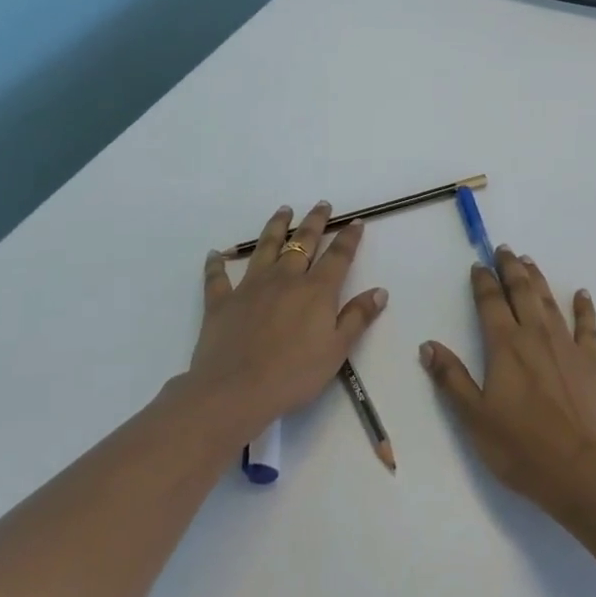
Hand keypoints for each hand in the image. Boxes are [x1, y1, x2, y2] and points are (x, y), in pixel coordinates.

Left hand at [186, 202, 388, 442]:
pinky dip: (216, 263)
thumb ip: (357, 318)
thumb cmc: (293, 374)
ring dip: (275, 226)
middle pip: (302, 242)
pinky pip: (217, 277)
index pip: (338, 256)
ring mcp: (250, 287)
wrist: (234, 392)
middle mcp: (284, 279)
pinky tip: (215, 253)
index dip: (348, 238)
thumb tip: (380, 291)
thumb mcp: (336, 350)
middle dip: (315, 222)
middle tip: (322, 204)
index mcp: (316, 290)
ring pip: (265, 247)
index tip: (355, 222)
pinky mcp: (221, 302)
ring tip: (284, 210)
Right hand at [419, 247, 595, 515]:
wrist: (583, 469)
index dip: (482, 281)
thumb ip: (452, 379)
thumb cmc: (521, 448)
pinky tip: (582, 294)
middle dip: (510, 268)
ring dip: (538, 279)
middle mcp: (535, 335)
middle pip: (522, 291)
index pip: (490, 303)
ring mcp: (567, 345)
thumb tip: (428, 345)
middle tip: (504, 249)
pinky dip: (584, 307)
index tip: (478, 264)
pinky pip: (588, 325)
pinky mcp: (592, 361)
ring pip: (549, 301)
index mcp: (505, 346)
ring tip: (529, 262)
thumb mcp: (474, 418)